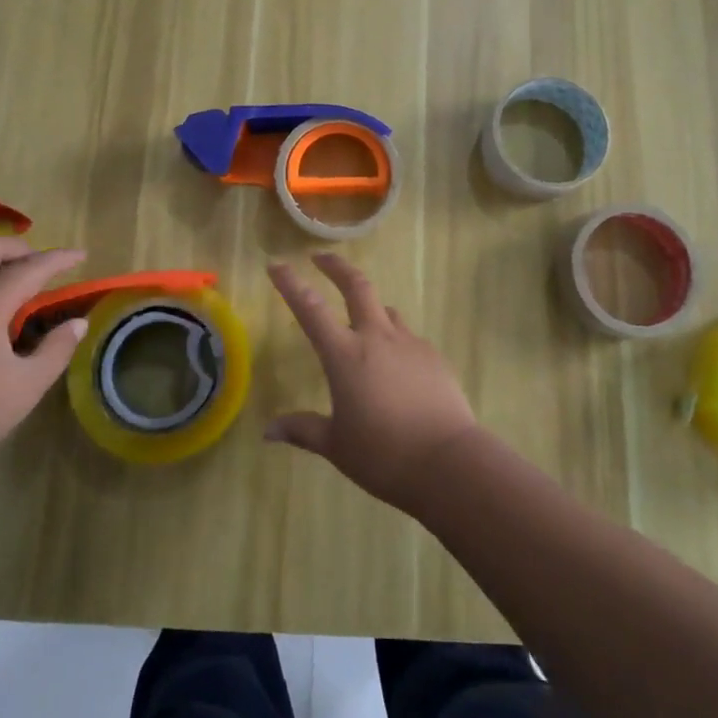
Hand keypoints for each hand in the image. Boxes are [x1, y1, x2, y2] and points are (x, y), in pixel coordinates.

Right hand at [265, 253, 478, 509]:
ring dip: (370, 308)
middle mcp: (376, 338)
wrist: (448, 460)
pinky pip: (408, 339)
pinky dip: (395, 342)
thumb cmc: (383, 454)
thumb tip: (269, 431)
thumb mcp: (336, 446)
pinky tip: (396, 368)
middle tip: (321, 258)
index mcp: (345, 355)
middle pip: (357, 286)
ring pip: (386, 311)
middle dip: (336, 267)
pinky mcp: (434, 356)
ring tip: (362, 322)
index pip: (310, 309)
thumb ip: (303, 430)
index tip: (277, 265)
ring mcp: (409, 343)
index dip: (291, 284)